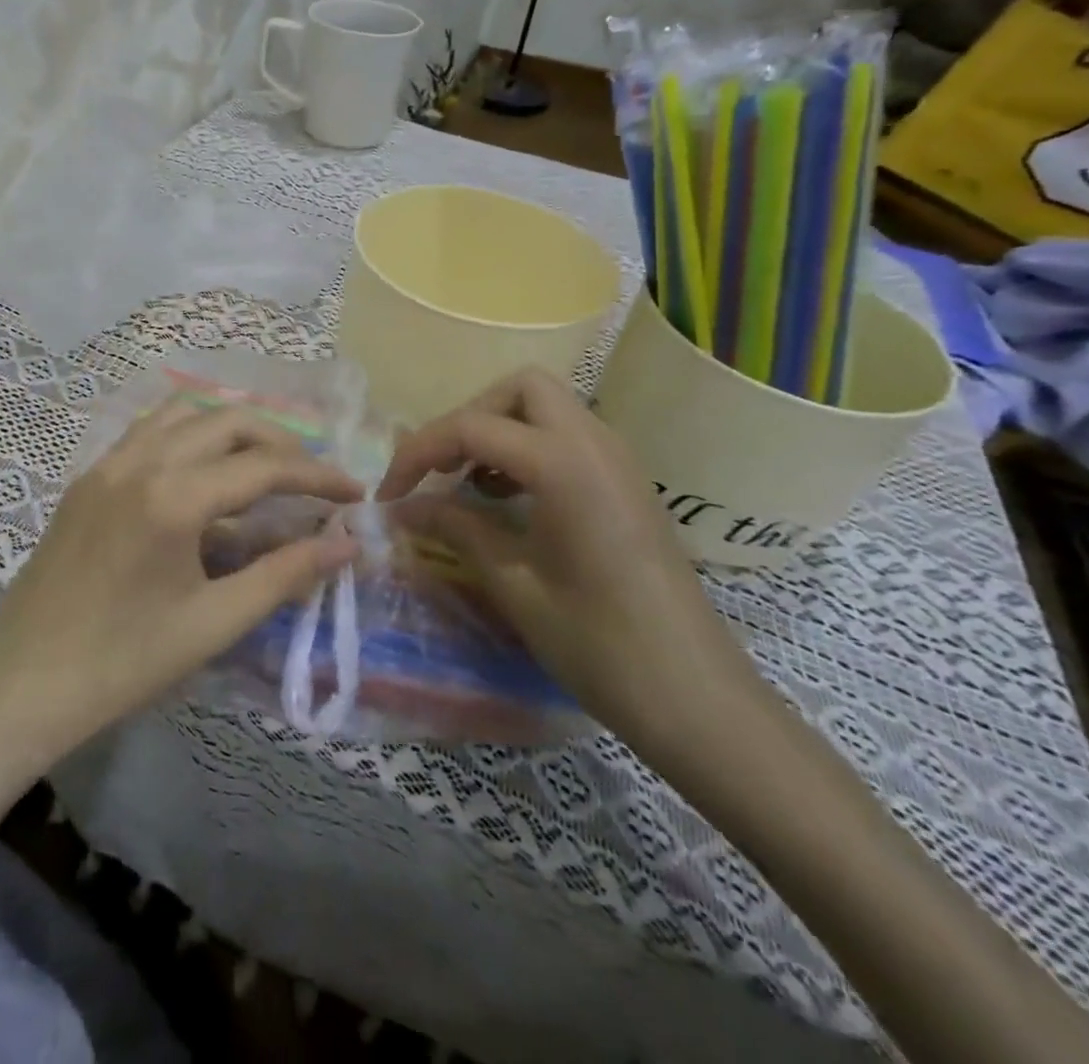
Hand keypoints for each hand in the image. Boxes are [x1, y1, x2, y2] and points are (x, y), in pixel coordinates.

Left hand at [0, 401, 362, 766]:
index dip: (317, 476)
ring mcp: (107, 464)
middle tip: (311, 477)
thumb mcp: (212, 623)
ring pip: (183, 414)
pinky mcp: (87, 478)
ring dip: (231, 428)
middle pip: (227, 420)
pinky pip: (148, 432)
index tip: (355, 491)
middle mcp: (140, 462)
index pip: (264, 467)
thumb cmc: (122, 664)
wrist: (20, 685)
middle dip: (279, 440)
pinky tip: (201, 472)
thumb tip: (345, 543)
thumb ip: (283, 575)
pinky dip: (188, 434)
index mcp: (173, 497)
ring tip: (262, 464)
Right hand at [376, 368, 762, 759]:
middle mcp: (595, 443)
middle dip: (469, 417)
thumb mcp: (514, 584)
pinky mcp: (627, 483)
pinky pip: (568, 437)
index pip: (472, 426)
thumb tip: (401, 508)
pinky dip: (528, 448)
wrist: (699, 701)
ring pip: (547, 407)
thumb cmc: (600, 645)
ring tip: (469, 484)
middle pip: (520, 389)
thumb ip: (455, 529)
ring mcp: (618, 460)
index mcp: (565, 464)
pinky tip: (510, 499)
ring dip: (499, 430)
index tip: (389, 494)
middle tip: (442, 470)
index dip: (418, 453)